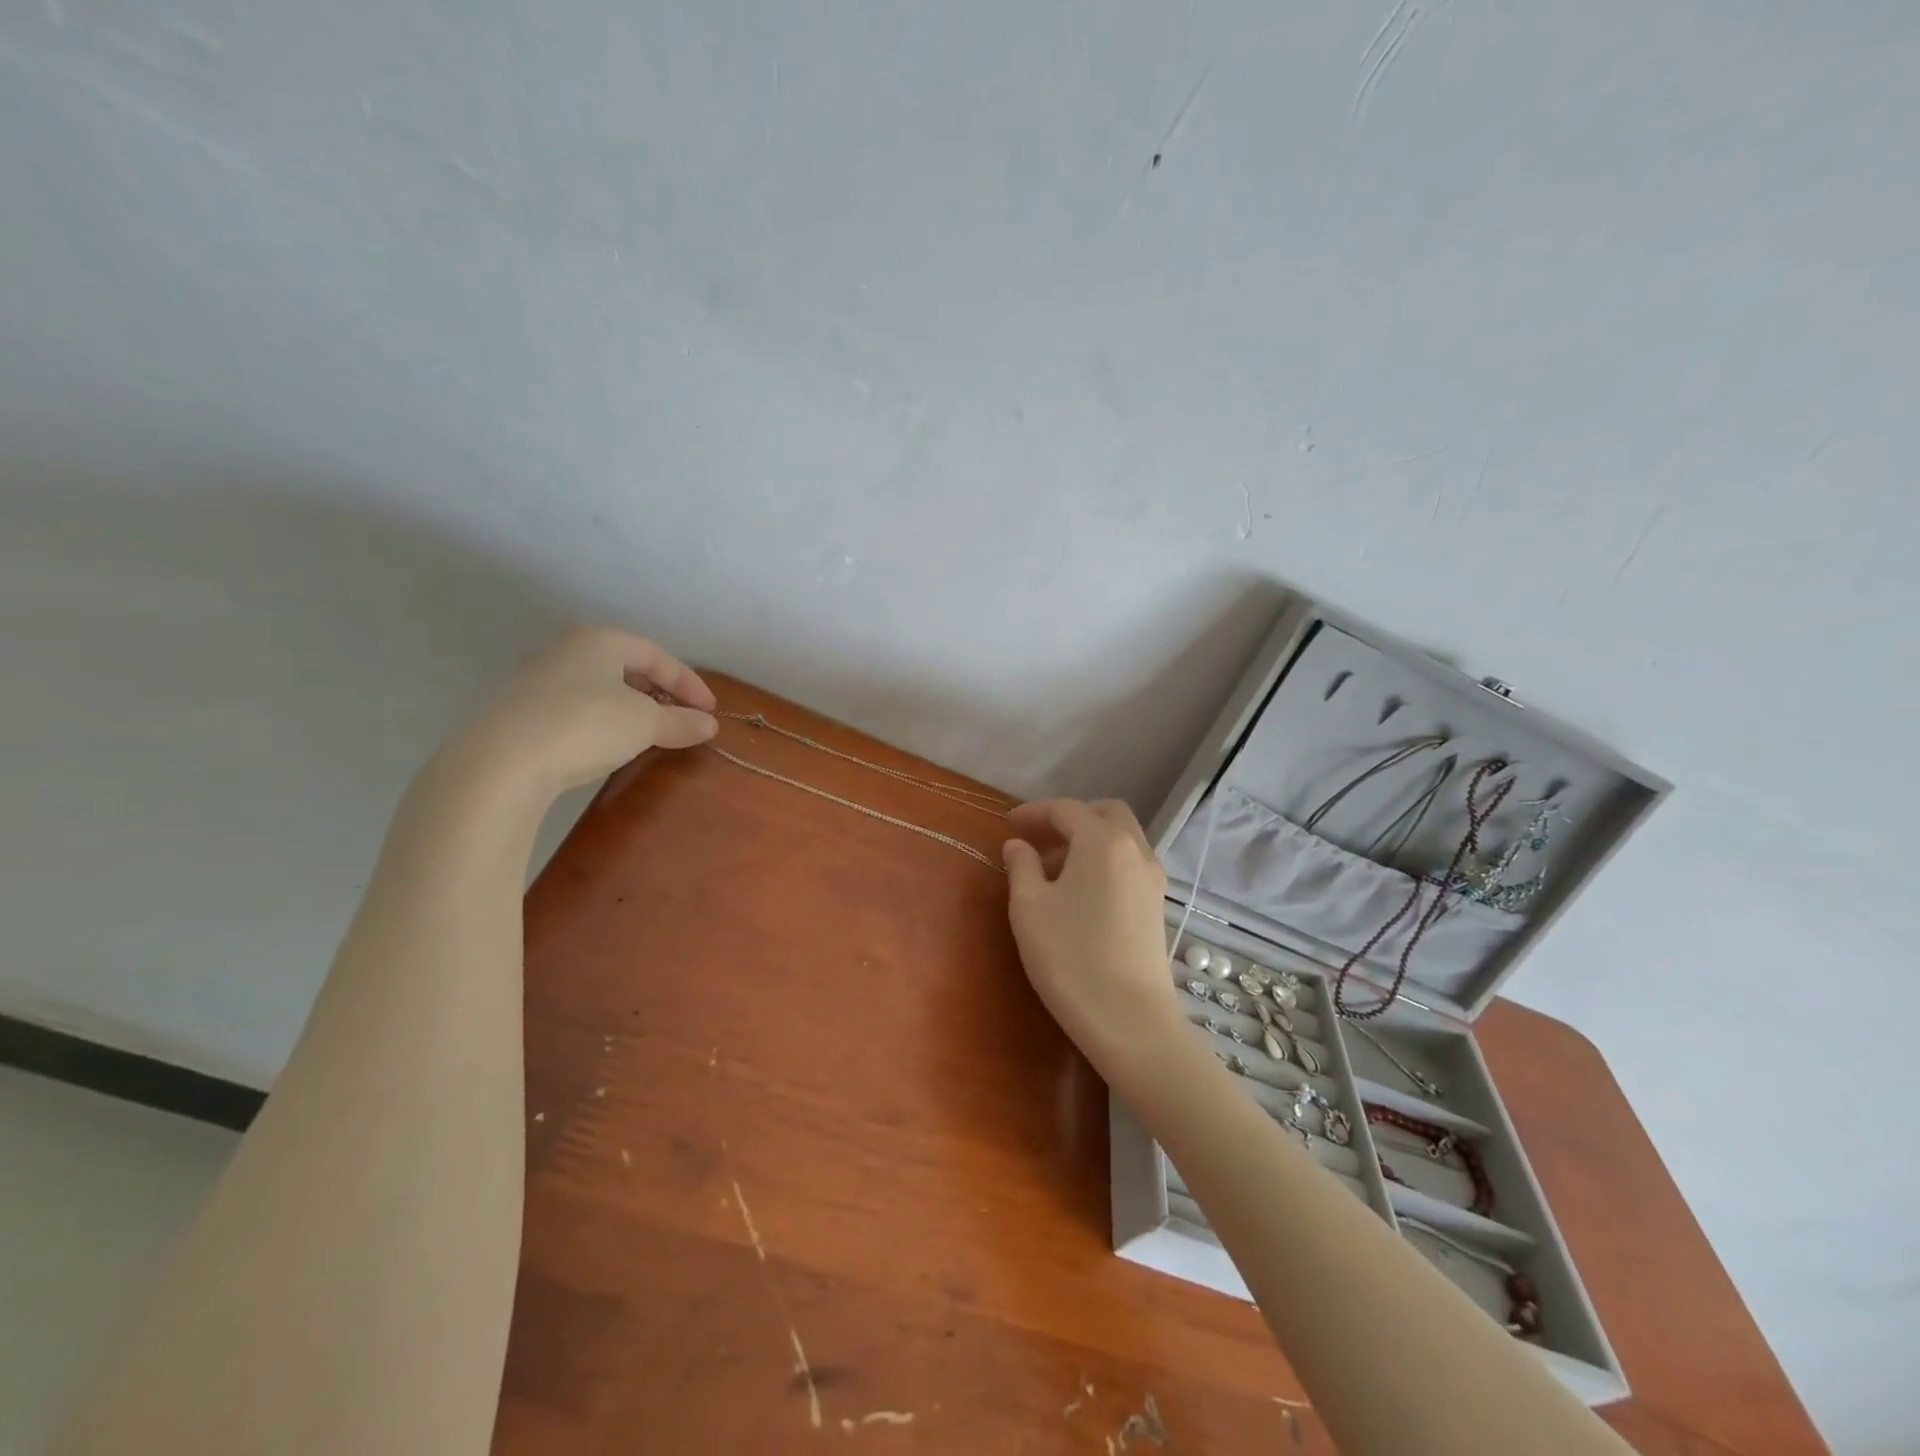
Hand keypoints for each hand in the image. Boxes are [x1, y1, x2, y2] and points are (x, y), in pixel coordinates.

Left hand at [450, 625, 718, 801]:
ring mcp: (539, 679)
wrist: (501, 763)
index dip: (689, 683)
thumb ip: (680, 721)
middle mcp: (567, 650)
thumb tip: (709, 725)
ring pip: (601, 687)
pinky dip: (604, 720)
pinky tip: (610, 743)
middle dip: (660, 693)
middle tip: (682, 718)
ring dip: (632, 708)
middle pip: (628, 667)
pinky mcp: (521, 710)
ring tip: (651, 732)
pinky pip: (578, 707)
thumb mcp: (645, 724)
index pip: (657, 656)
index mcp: (599, 640)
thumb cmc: (585, 726)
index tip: (709, 711)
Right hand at [1003, 799, 1184, 1083]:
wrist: (1129, 1020)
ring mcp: (1152, 878)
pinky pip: (1128, 863)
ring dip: (1087, 839)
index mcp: (1103, 841)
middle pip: (1104, 812)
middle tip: (1037, 840)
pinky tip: (1079, 891)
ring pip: (1121, 837)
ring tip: (1052, 869)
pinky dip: (1103, 860)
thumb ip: (1021, 866)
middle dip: (1069, 818)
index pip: (1066, 809)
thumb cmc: (1070, 958)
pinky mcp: (1157, 904)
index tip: (1008, 825)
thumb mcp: (1029, 908)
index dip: (1034, 812)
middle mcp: (1135, 850)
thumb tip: (1018, 845)